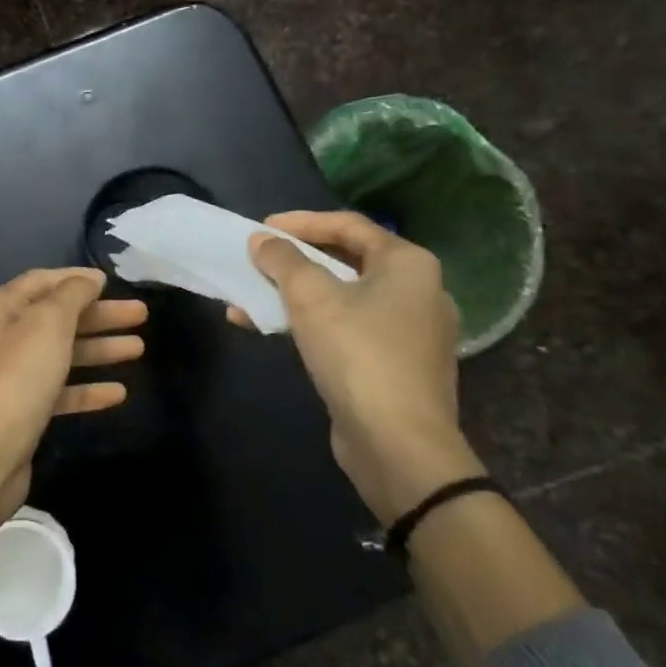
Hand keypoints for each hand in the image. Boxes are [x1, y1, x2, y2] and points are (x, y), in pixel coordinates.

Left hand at [0, 268, 144, 632]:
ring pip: (62, 354)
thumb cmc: (17, 377)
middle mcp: (4, 337)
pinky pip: (60, 391)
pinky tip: (119, 393)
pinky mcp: (23, 412)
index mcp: (2, 309)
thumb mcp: (48, 324)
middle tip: (141, 315)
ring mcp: (12, 376)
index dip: (77, 279)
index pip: (42, 282)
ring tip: (139, 348)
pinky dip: (87, 389)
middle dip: (99, 315)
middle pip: (57, 318)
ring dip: (99, 349)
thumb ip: (71, 296)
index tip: (112, 282)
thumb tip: (88, 279)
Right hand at [239, 212, 479, 524]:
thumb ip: (283, 260)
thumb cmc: (358, 353)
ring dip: (293, 295)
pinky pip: (346, 328)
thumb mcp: (311, 297)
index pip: (348, 225)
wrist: (399, 444)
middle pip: (345, 260)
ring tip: (249, 299)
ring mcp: (408, 331)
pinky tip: (271, 330)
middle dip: (293, 261)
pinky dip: (309, 322)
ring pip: (341, 297)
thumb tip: (262, 240)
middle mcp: (416, 291)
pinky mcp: (395, 364)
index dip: (300, 221)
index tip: (261, 228)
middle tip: (257, 260)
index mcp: (408, 264)